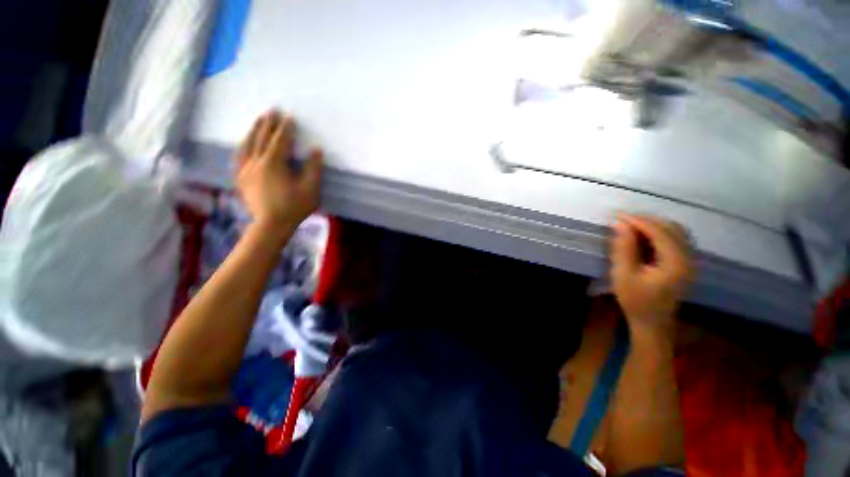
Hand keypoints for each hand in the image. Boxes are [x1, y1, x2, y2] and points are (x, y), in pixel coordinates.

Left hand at [234, 110, 322, 239]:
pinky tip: (245, 143)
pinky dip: (243, 146)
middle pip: (261, 138)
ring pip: (247, 144)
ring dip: (254, 130)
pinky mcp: (240, 178)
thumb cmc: (294, 207)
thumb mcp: (311, 189)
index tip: (290, 116)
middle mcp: (255, 162)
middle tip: (272, 110)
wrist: (271, 225)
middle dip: (268, 123)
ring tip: (259, 120)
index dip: (286, 128)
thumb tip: (316, 150)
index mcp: (273, 164)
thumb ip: (313, 168)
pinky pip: (239, 156)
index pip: (280, 140)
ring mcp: (245, 170)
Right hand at [611, 215, 693, 339]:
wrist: (652, 322)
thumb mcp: (623, 274)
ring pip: (676, 232)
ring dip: (654, 225)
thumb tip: (620, 224)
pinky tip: (644, 235)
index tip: (617, 216)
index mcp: (676, 263)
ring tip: (631, 225)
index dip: (639, 221)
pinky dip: (660, 232)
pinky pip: (676, 239)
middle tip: (623, 219)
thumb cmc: (635, 300)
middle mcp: (689, 258)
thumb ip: (623, 248)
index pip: (660, 232)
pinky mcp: (685, 263)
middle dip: (647, 220)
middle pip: (672, 228)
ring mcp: (690, 260)